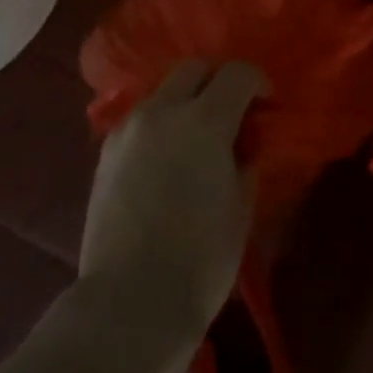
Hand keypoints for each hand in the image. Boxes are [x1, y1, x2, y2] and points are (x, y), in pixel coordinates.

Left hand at [77, 61, 262, 347]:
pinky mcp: (106, 152)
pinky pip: (141, 119)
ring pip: (163, 92)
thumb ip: (245, 162)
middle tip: (233, 115)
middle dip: (218, 82)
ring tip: (197, 140)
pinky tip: (167, 160)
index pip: (237, 74)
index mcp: (204, 122)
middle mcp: (162, 112)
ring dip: (186, 102)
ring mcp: (128, 129)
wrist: (128, 303)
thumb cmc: (200, 261)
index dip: (258, 83)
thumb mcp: (241, 209)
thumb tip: (241, 145)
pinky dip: (161, 124)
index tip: (267, 106)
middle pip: (194, 69)